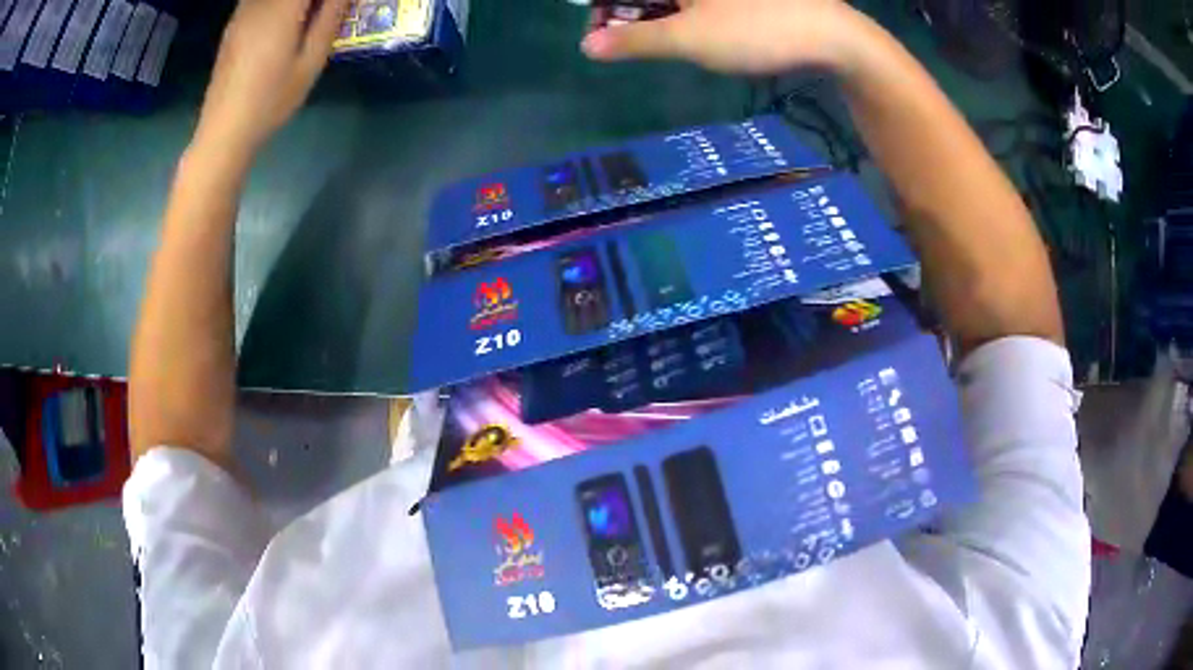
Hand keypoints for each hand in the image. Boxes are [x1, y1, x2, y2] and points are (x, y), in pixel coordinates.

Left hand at [194, 0, 351, 162]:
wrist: (224, 132)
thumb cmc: (271, 101)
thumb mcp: (310, 62)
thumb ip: (330, 18)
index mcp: (282, 9)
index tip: (336, 6)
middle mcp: (260, 3)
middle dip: (311, 0)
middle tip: (324, 13)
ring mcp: (243, 12)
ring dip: (294, 4)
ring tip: (307, 18)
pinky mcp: (234, 24)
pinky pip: (259, 1)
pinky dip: (277, 7)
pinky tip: (285, 21)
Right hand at [582, 0, 871, 75]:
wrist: (832, 36)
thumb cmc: (756, 30)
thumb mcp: (688, 39)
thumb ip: (634, 41)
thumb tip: (588, 47)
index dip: (604, 10)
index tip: (597, 37)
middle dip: (627, 13)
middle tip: (622, 42)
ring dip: (653, 14)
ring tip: (652, 39)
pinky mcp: (740, 0)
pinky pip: (698, 2)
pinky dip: (682, 12)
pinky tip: (687, 29)